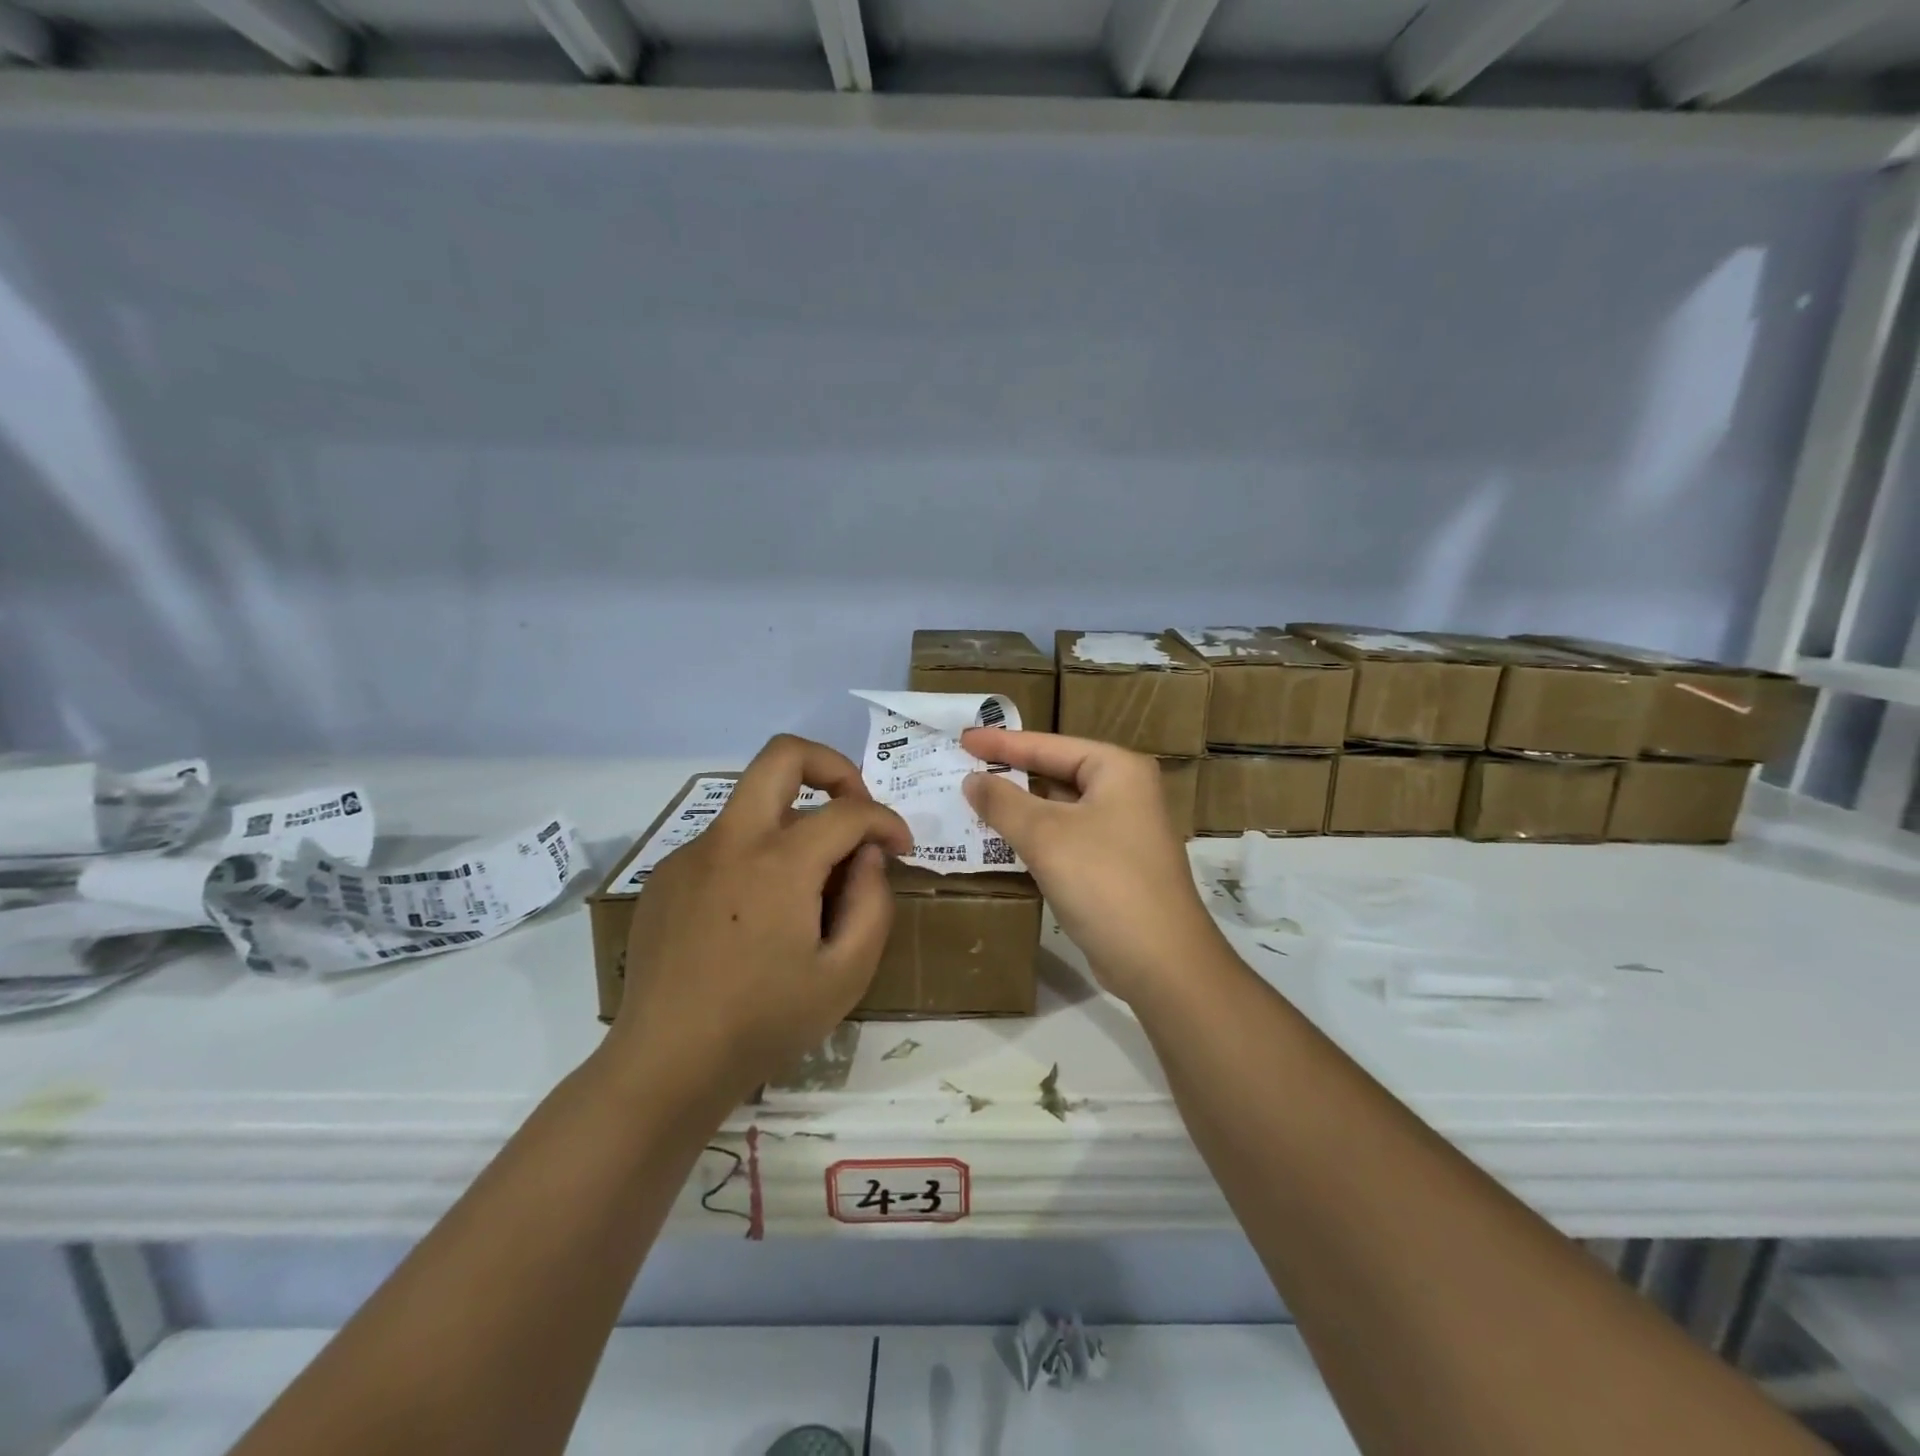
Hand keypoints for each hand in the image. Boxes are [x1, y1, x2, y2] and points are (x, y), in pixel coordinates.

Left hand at [609, 734, 911, 1103]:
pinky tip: (757, 914)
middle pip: (783, 754)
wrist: (666, 1063)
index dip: (887, 820)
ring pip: (753, 803)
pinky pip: (725, 843)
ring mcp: (691, 854)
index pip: (848, 810)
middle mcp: (730, 840)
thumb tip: (866, 855)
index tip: (901, 847)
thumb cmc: (765, 1022)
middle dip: (833, 766)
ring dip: (794, 821)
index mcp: (778, 862)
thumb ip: (872, 901)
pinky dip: (756, 856)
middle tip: (854, 809)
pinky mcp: (666, 875)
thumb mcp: (846, 974)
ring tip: (808, 886)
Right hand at [961, 729, 1225, 1008]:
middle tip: (965, 768)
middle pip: (1057, 772)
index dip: (1002, 742)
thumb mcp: (1045, 835)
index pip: (1049, 745)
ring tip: (975, 801)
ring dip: (1020, 807)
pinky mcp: (1115, 865)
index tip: (963, 739)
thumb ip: (1003, 802)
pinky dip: (1036, 836)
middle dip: (1011, 773)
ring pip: (1060, 808)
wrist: (1161, 962)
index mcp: (1117, 769)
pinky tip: (1005, 841)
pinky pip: (1066, 837)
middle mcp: (1126, 792)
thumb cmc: (1103, 881)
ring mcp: (1123, 831)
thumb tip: (972, 780)